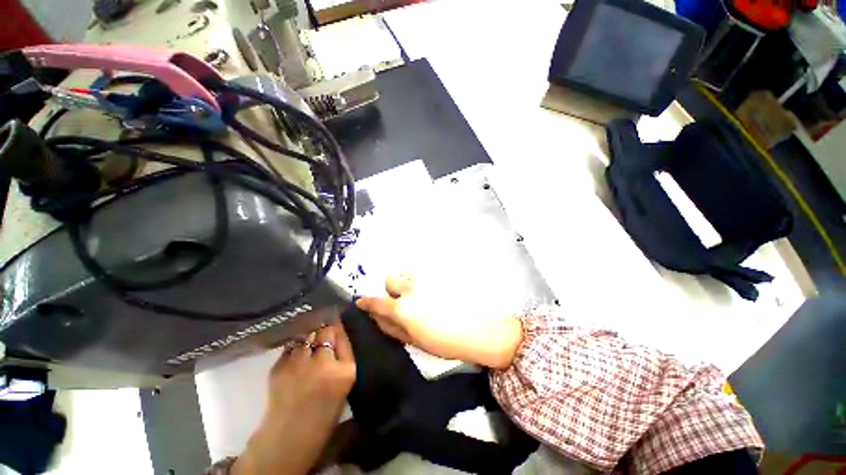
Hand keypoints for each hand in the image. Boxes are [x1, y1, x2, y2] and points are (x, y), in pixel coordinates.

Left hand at [233, 323, 355, 474]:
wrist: (289, 437)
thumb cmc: (323, 412)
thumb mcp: (344, 384)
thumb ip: (343, 356)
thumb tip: (336, 331)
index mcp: (345, 371)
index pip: (343, 336)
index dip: (337, 325)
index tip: (335, 318)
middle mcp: (324, 364)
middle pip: (325, 331)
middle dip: (323, 328)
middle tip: (321, 331)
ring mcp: (300, 365)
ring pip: (306, 335)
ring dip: (307, 336)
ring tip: (307, 341)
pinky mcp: (279, 368)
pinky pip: (290, 348)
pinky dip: (294, 349)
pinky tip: (295, 357)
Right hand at [355, 274, 523, 369]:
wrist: (478, 330)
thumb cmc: (444, 342)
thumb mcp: (414, 341)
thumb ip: (392, 328)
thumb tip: (376, 317)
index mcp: (402, 308)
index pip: (376, 301)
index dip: (366, 302)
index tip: (361, 303)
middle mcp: (411, 288)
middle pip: (390, 279)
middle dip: (391, 289)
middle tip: (400, 302)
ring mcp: (426, 279)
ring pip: (406, 272)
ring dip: (406, 282)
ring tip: (417, 295)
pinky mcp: (439, 275)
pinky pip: (422, 273)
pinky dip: (420, 280)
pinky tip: (431, 291)